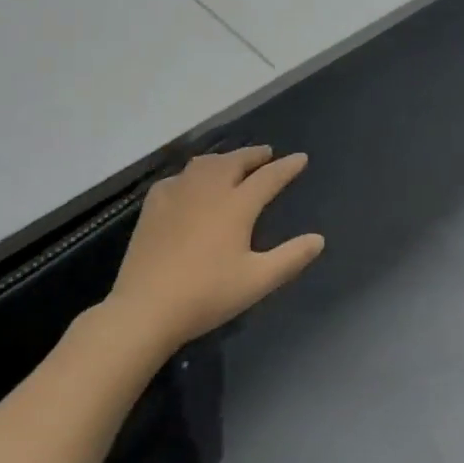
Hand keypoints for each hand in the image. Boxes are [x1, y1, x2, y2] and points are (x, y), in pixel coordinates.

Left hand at [108, 146, 323, 353]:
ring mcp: (178, 194)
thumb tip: (318, 239)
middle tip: (267, 154)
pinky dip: (192, 175)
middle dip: (254, 155)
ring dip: (224, 159)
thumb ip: (291, 258)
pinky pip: (178, 178)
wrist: (145, 308)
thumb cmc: (207, 295)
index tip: (300, 157)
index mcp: (237, 205)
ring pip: (205, 164)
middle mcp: (209, 190)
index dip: (287, 166)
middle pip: (235, 161)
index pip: (269, 177)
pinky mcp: (154, 206)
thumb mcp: (257, 281)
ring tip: (232, 163)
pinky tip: (190, 185)